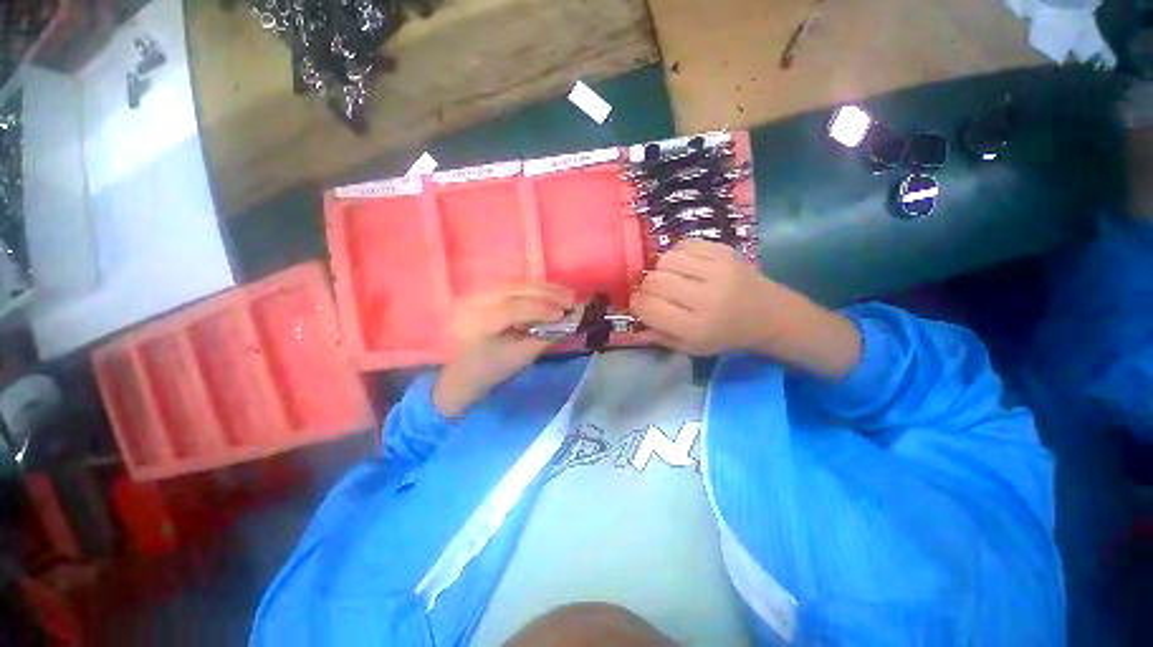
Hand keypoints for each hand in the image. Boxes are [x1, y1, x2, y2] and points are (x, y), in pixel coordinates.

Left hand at [433, 283, 574, 417]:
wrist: (462, 370)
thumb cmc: (490, 370)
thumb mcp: (519, 358)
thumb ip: (543, 338)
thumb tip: (567, 321)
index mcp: (477, 324)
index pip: (510, 309)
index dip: (539, 309)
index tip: (563, 313)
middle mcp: (472, 302)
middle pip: (514, 289)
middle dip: (546, 292)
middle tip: (572, 299)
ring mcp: (476, 293)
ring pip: (515, 283)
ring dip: (544, 287)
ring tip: (567, 294)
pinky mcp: (484, 291)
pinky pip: (514, 285)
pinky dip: (535, 288)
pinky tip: (551, 292)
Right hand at [629, 240, 860, 377]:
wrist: (770, 314)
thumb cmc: (726, 336)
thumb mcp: (691, 347)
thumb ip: (659, 335)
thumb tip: (633, 317)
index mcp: (696, 327)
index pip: (648, 307)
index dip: (637, 303)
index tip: (640, 304)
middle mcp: (706, 297)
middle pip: (654, 281)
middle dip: (646, 286)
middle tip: (654, 292)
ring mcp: (717, 270)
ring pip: (666, 260)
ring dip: (660, 269)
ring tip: (670, 278)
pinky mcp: (725, 251)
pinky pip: (684, 244)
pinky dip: (677, 255)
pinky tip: (684, 266)